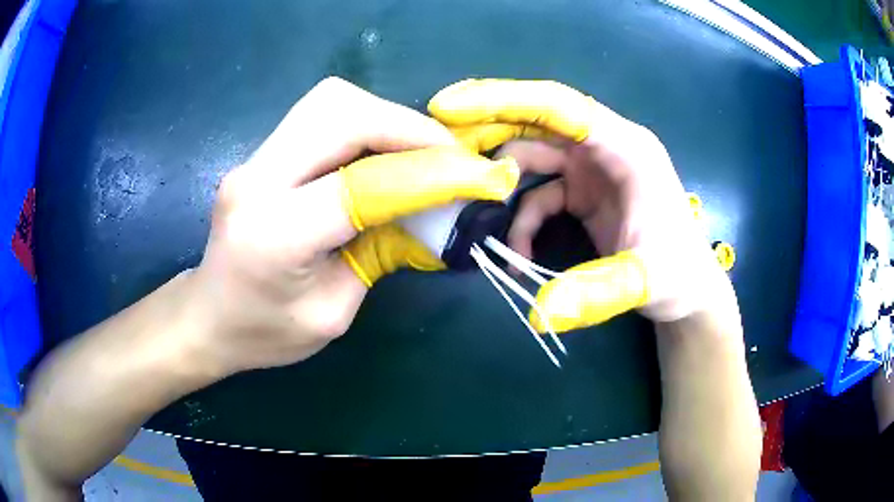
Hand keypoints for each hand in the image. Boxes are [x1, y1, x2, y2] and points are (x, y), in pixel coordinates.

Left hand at [188, 77, 518, 374]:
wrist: (208, 318)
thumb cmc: (265, 332)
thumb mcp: (334, 313)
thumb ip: (382, 254)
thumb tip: (432, 208)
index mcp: (274, 233)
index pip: (361, 182)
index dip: (428, 174)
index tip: (475, 176)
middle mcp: (257, 179)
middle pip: (341, 112)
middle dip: (407, 126)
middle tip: (448, 154)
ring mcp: (253, 159)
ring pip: (331, 101)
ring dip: (386, 117)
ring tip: (419, 150)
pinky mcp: (260, 153)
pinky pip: (321, 115)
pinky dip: (364, 122)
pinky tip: (382, 150)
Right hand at [429, 79, 733, 331]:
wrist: (688, 291)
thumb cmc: (678, 275)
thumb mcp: (644, 281)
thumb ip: (595, 292)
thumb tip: (538, 314)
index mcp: (626, 147)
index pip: (559, 105)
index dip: (503, 99)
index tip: (449, 107)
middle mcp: (605, 148)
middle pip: (536, 121)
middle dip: (488, 130)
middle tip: (440, 147)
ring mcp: (592, 169)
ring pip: (532, 156)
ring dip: (499, 180)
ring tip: (470, 208)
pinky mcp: (583, 193)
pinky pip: (539, 196)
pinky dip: (522, 222)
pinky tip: (518, 256)